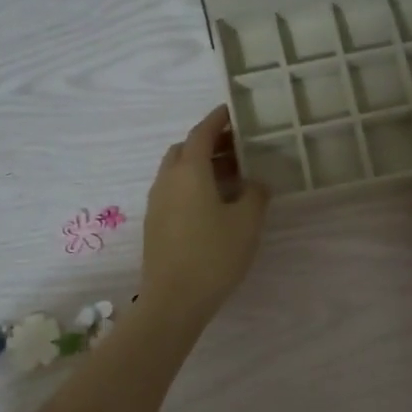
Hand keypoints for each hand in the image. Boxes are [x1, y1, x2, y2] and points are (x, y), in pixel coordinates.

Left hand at [140, 106, 270, 331]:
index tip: (232, 111)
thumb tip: (256, 182)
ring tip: (231, 175)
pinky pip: (174, 190)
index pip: (202, 133)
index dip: (217, 120)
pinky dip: (192, 184)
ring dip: (201, 165)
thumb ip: (256, 194)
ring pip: (177, 171)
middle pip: (185, 149)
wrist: (174, 300)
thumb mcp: (247, 222)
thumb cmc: (214, 255)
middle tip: (237, 147)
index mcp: (189, 171)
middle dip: (209, 142)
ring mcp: (157, 203)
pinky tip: (214, 203)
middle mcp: (167, 180)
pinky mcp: (155, 223)